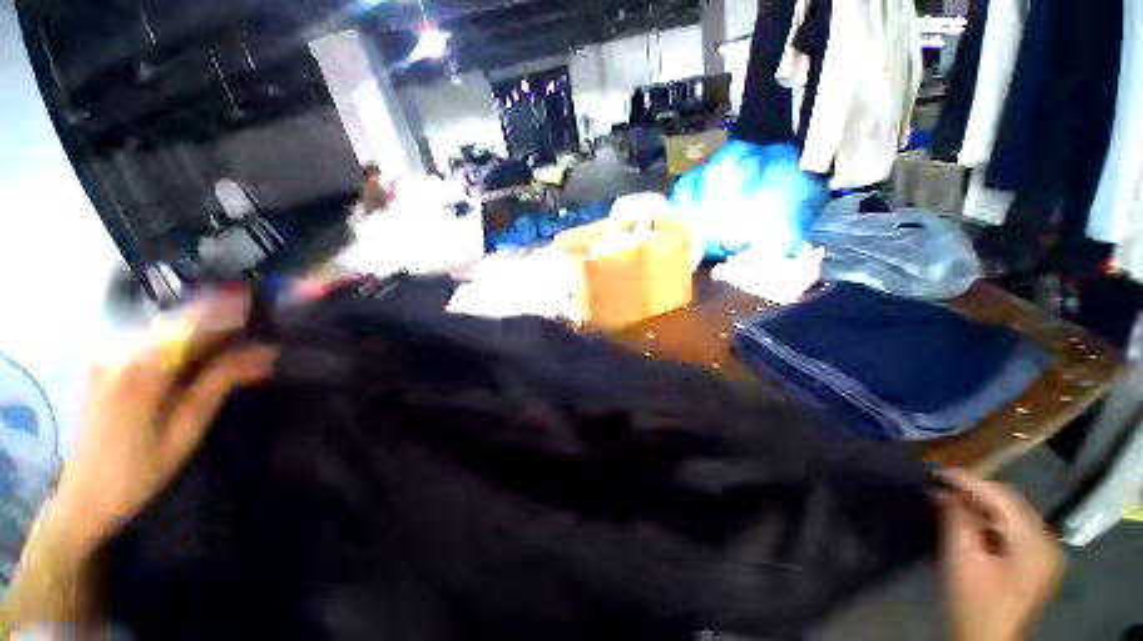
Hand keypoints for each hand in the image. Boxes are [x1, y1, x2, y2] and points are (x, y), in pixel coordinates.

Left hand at [3, 291, 275, 629]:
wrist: (85, 494)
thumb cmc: (140, 470)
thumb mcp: (187, 428)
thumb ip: (221, 382)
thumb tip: (263, 353)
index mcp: (141, 370)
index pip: (194, 326)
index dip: (229, 311)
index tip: (260, 298)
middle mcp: (120, 351)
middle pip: (179, 321)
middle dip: (219, 315)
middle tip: (255, 316)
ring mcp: (109, 354)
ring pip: (166, 327)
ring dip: (203, 325)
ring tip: (237, 329)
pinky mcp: (107, 361)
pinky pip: (153, 338)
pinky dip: (183, 337)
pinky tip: (203, 345)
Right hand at [938, 469, 1064, 640]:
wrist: (986, 640)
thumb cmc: (974, 602)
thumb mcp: (962, 560)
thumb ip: (957, 520)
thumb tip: (945, 491)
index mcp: (1034, 542)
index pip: (1003, 498)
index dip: (970, 482)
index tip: (939, 471)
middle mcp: (1045, 542)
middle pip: (1009, 504)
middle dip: (975, 493)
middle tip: (942, 486)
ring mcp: (1041, 553)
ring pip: (1009, 516)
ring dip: (980, 507)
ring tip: (950, 502)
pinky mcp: (1032, 561)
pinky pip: (1010, 530)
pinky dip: (987, 521)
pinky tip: (968, 522)